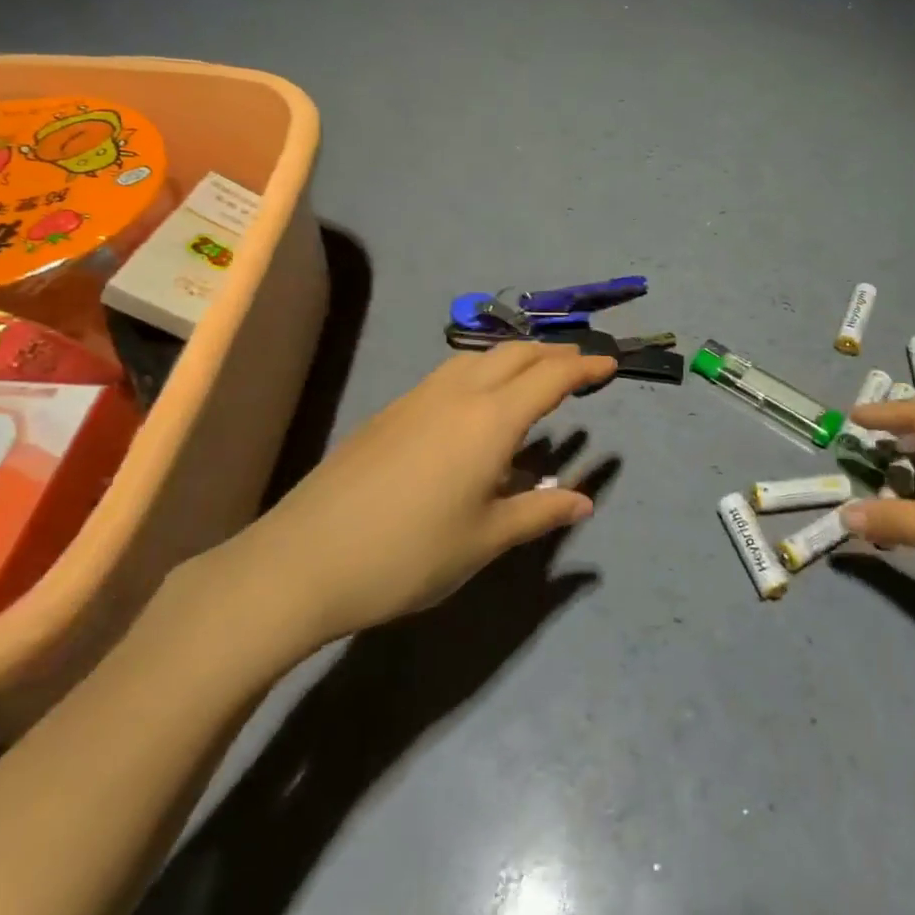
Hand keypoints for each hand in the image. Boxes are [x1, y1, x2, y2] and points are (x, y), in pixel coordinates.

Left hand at [177, 342, 615, 682]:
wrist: (304, 560)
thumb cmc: (408, 555)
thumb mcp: (485, 540)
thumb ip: (539, 513)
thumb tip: (584, 500)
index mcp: (490, 420)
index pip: (551, 378)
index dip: (584, 368)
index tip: (610, 365)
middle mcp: (458, 394)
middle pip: (516, 355)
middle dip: (554, 354)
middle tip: (580, 367)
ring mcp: (419, 398)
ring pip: (480, 359)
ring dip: (517, 359)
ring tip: (535, 379)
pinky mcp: (392, 411)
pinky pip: (452, 375)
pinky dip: (483, 373)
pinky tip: (479, 405)